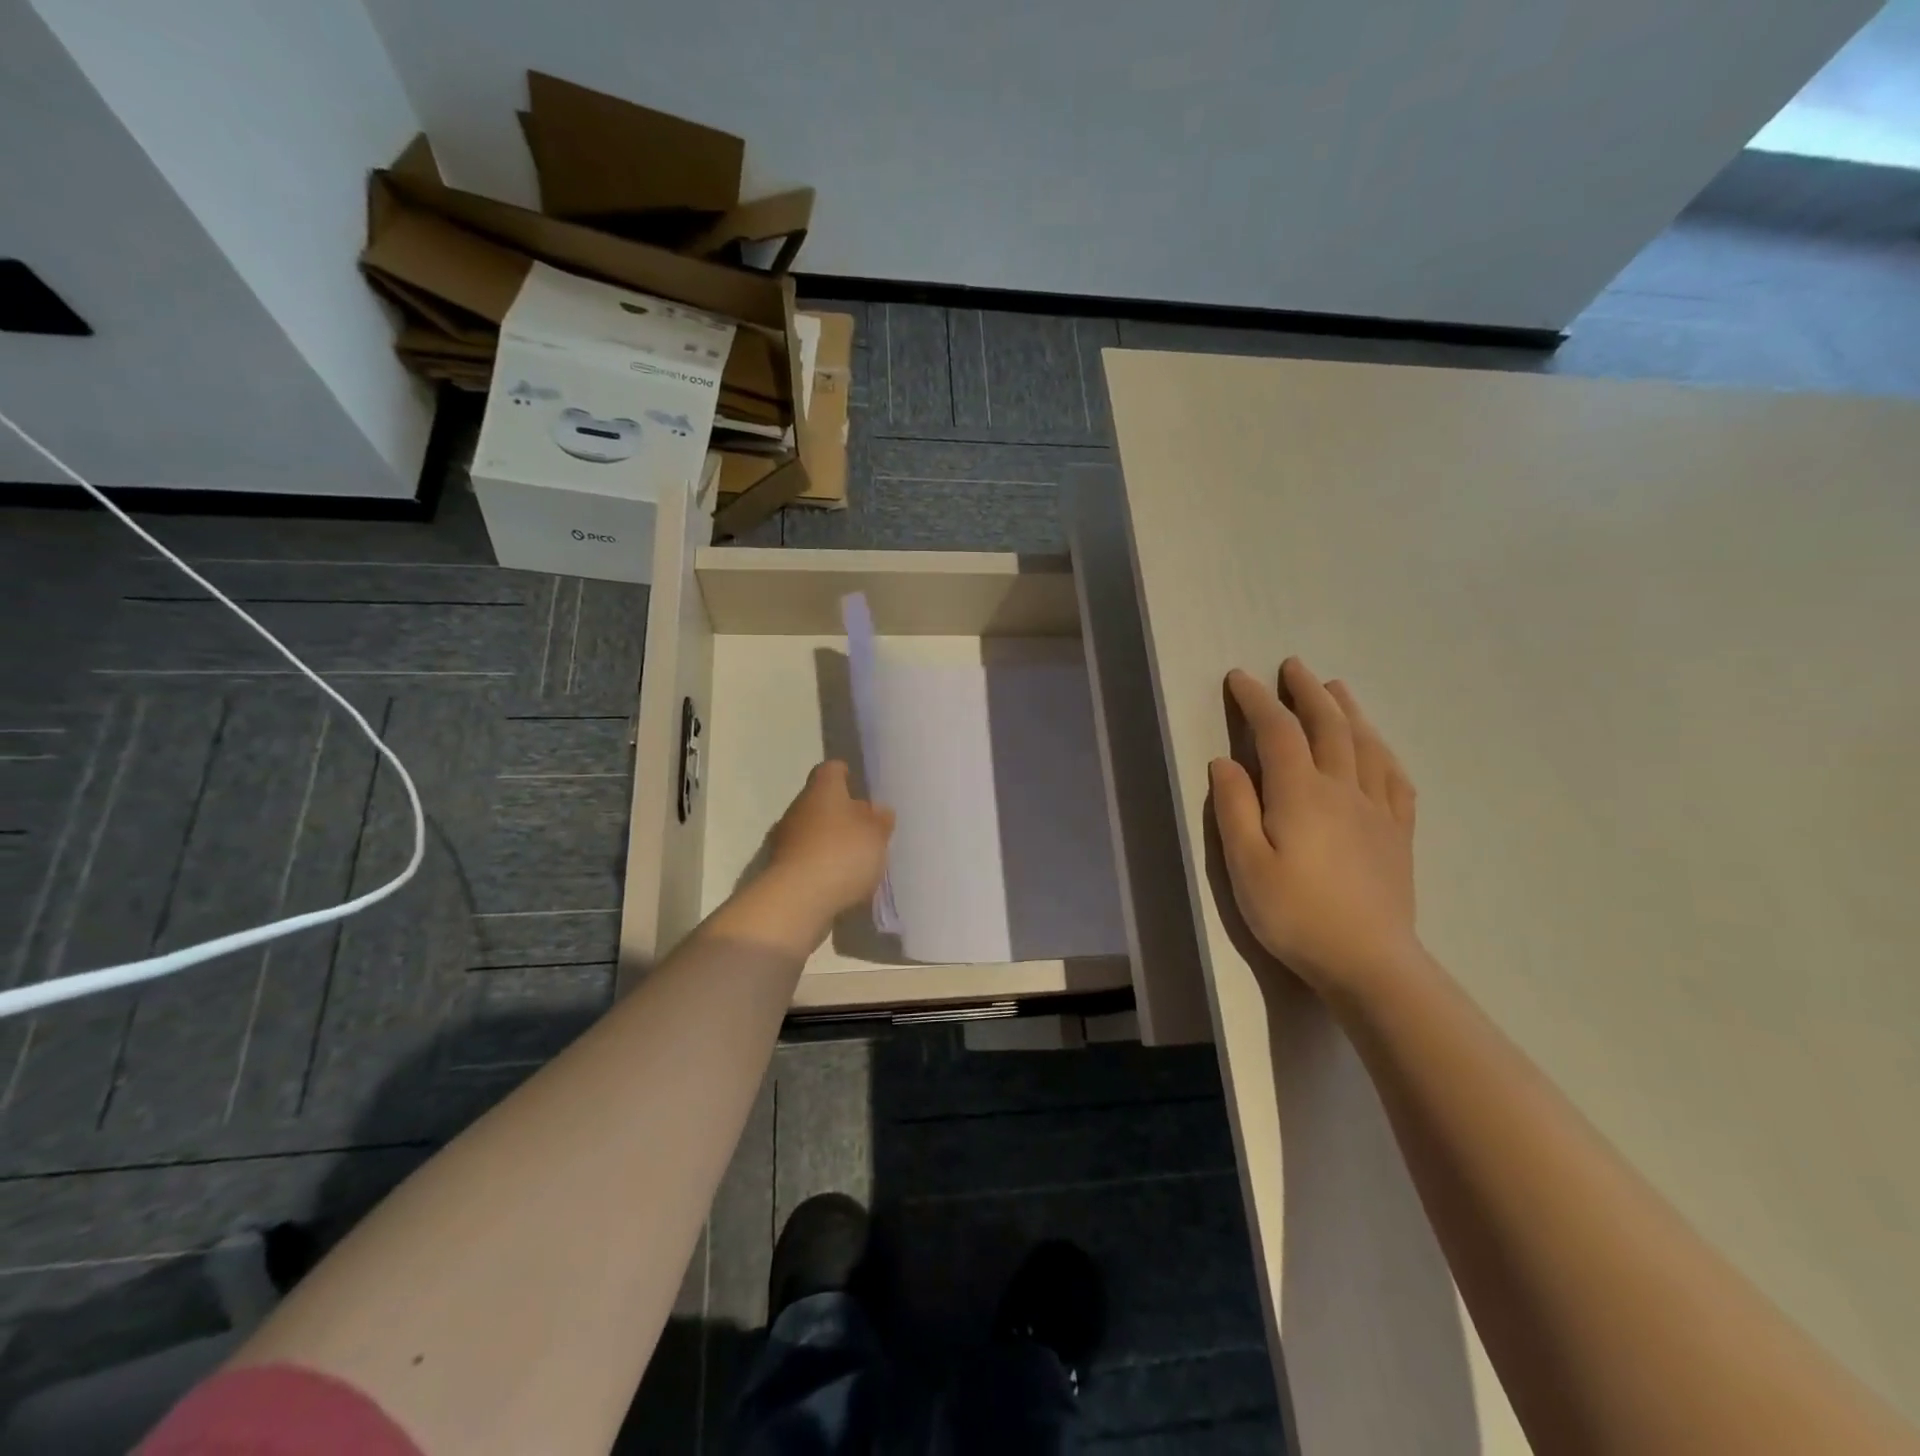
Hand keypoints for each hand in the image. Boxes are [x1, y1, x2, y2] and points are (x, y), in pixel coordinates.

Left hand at [763, 760, 894, 919]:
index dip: (844, 774)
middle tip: (865, 827)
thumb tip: (878, 810)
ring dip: (830, 840)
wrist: (797, 899)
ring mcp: (785, 840)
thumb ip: (880, 820)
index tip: (856, 782)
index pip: (831, 770)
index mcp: (822, 790)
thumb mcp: (876, 835)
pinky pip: (807, 859)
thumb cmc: (842, 853)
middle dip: (840, 812)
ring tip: (856, 858)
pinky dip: (822, 865)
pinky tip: (840, 879)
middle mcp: (799, 808)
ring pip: (812, 831)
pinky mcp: (781, 869)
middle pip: (820, 801)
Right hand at [1210, 659, 1421, 1000]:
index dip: (1258, 700)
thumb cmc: (1294, 914)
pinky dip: (1382, 751)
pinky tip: (1378, 748)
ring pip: (1365, 744)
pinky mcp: (1397, 833)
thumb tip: (1225, 762)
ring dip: (1348, 710)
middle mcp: (1342, 788)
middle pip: (1329, 726)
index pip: (1278, 732)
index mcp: (1300, 793)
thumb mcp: (1245, 865)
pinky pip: (1394, 778)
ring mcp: (1376, 810)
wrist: (1367, 961)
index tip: (1240, 677)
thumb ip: (1234, 807)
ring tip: (1336, 688)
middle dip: (1308, 691)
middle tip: (1294, 666)